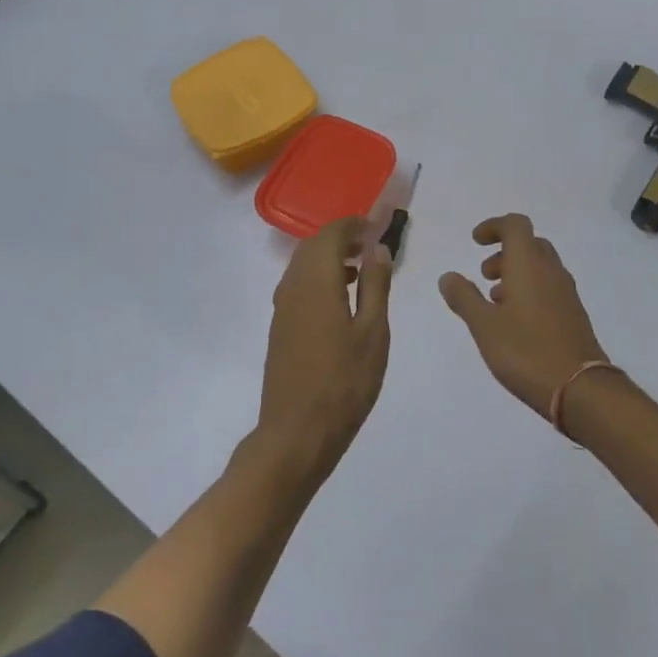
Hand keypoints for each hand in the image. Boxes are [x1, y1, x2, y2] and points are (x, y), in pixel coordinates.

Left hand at [257, 217, 393, 475]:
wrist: (297, 432)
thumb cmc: (344, 383)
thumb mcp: (373, 333)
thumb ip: (375, 286)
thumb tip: (377, 248)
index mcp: (316, 282)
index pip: (331, 234)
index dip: (354, 224)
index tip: (377, 225)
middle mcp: (292, 287)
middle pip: (312, 246)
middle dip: (341, 238)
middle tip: (371, 245)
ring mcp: (281, 308)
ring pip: (302, 266)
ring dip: (329, 258)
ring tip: (360, 271)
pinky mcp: (279, 327)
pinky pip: (298, 286)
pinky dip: (319, 279)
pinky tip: (340, 300)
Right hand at [439, 214, 607, 417]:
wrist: (580, 389)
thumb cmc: (526, 351)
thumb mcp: (483, 325)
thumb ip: (463, 297)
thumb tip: (448, 276)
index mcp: (529, 265)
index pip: (515, 225)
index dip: (493, 226)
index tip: (475, 242)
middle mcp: (551, 272)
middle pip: (530, 244)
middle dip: (504, 252)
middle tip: (484, 275)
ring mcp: (567, 294)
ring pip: (540, 268)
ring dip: (516, 273)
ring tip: (494, 302)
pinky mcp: (574, 316)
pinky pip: (549, 289)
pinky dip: (529, 292)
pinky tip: (515, 322)